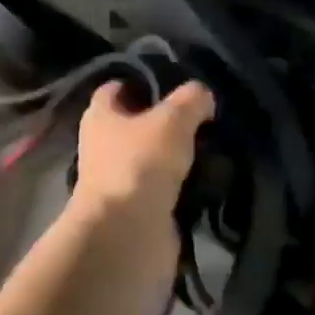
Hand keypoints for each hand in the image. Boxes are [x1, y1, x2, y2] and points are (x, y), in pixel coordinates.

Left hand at [72, 80, 213, 220]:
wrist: (128, 234)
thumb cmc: (139, 164)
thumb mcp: (172, 119)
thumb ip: (190, 100)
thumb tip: (202, 95)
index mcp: (100, 116)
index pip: (116, 88)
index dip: (142, 81)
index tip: (175, 81)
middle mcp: (103, 146)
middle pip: (136, 125)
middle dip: (166, 121)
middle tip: (204, 116)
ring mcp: (119, 180)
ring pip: (152, 158)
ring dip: (177, 156)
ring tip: (214, 146)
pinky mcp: (137, 210)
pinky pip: (163, 190)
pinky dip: (183, 186)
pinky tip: (210, 178)